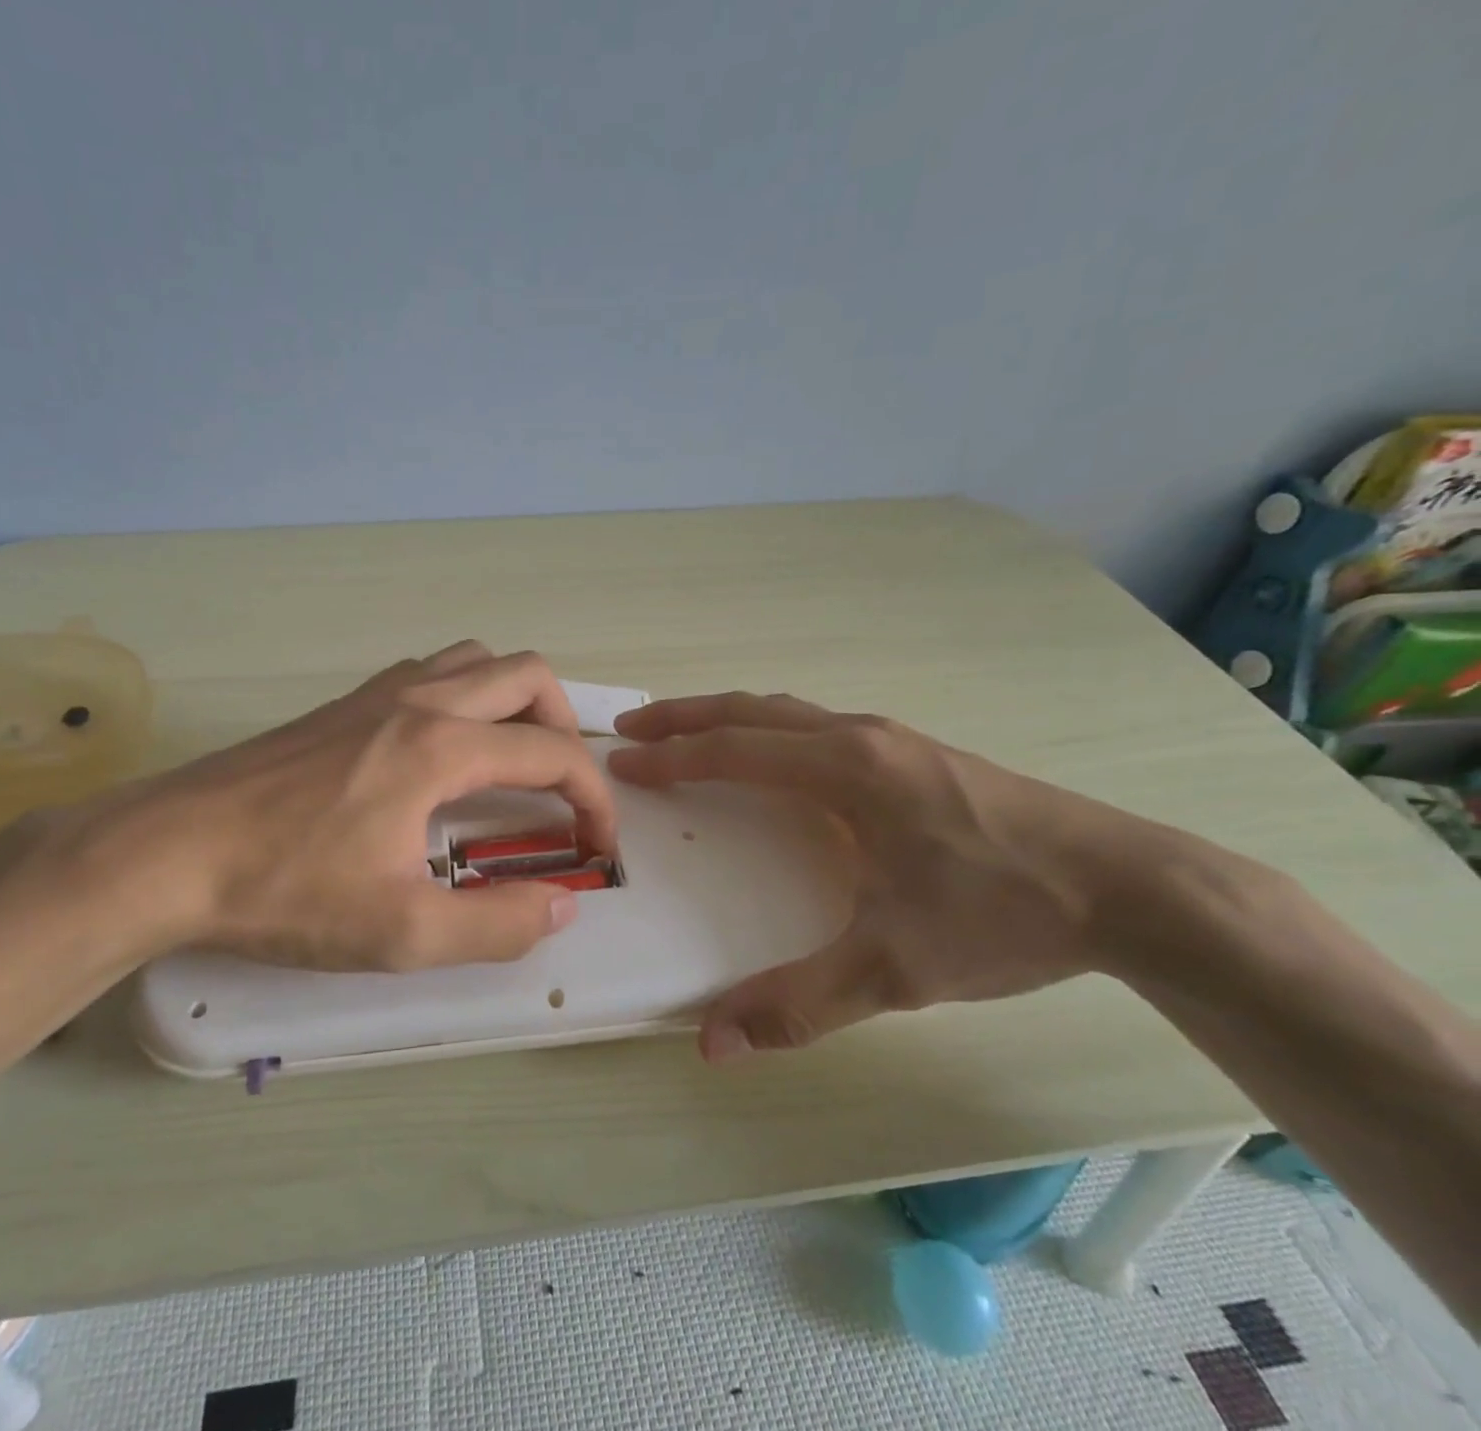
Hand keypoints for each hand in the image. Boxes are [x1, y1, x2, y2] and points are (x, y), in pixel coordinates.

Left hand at [0, 642, 616, 973]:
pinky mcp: (344, 702)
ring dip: (515, 701)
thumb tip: (561, 906)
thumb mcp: (401, 932)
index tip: (598, 847)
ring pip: (477, 661)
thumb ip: (496, 925)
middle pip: (527, 676)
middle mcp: (419, 700)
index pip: (553, 755)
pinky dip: (465, 695)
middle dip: (564, 728)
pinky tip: (444, 748)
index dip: (594, 799)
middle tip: (561, 789)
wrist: (170, 851)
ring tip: (512, 759)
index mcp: (440, 748)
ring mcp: (377, 692)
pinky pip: (430, 670)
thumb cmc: (286, 891)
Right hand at [610, 693, 1166, 1061]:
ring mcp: (892, 740)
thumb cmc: (1004, 914)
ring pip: (788, 713)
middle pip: (752, 711)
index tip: (621, 763)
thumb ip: (799, 1002)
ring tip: (687, 734)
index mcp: (845, 770)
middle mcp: (861, 738)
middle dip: (685, 717)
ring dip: (729, 718)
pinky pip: (817, 726)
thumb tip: (712, 1043)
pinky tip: (774, 759)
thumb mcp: (895, 968)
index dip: (670, 758)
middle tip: (632, 729)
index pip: (733, 751)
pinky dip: (770, 729)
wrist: (1133, 889)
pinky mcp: (915, 754)